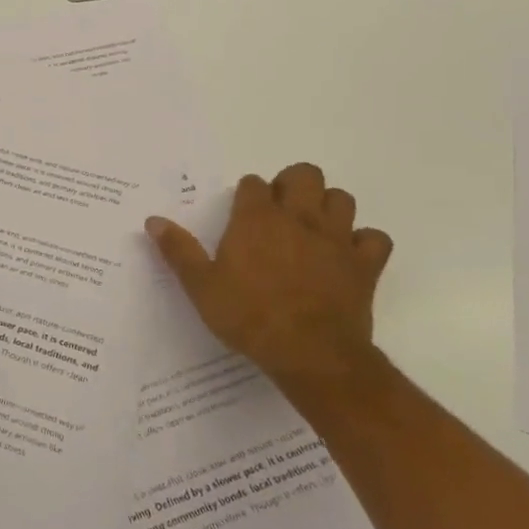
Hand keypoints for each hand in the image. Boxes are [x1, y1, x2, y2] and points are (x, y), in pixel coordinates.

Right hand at [146, 163, 393, 381]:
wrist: (310, 354)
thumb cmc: (248, 317)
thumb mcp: (201, 286)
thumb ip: (178, 250)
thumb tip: (153, 220)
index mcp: (256, 219)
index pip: (254, 183)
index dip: (247, 194)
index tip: (241, 214)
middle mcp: (298, 218)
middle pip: (304, 174)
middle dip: (292, 184)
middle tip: (280, 210)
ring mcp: (336, 239)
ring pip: (342, 199)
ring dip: (328, 206)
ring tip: (312, 227)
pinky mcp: (365, 264)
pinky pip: (375, 238)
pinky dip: (364, 242)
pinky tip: (348, 255)